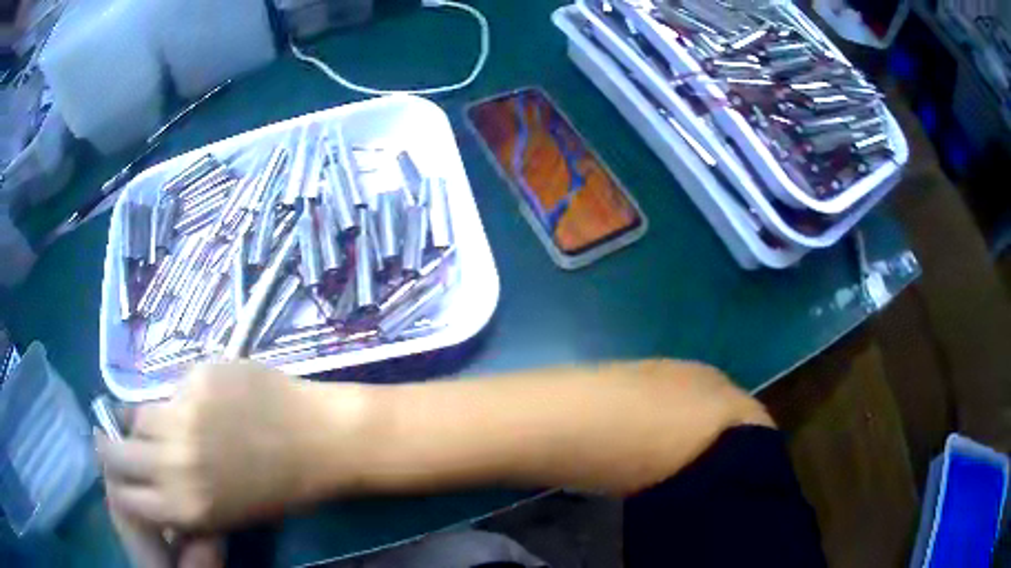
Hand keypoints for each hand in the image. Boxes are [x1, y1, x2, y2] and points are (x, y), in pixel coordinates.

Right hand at [97, 360, 368, 531]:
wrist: (319, 440)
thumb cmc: (276, 488)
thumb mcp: (222, 511)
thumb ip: (177, 496)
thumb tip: (143, 476)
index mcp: (184, 507)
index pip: (123, 495)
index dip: (116, 482)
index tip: (115, 471)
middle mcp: (173, 464)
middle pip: (116, 450)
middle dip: (112, 446)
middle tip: (115, 438)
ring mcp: (182, 416)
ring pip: (139, 415)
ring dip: (147, 421)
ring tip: (170, 422)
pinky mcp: (196, 378)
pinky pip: (170, 388)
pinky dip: (176, 397)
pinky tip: (204, 402)